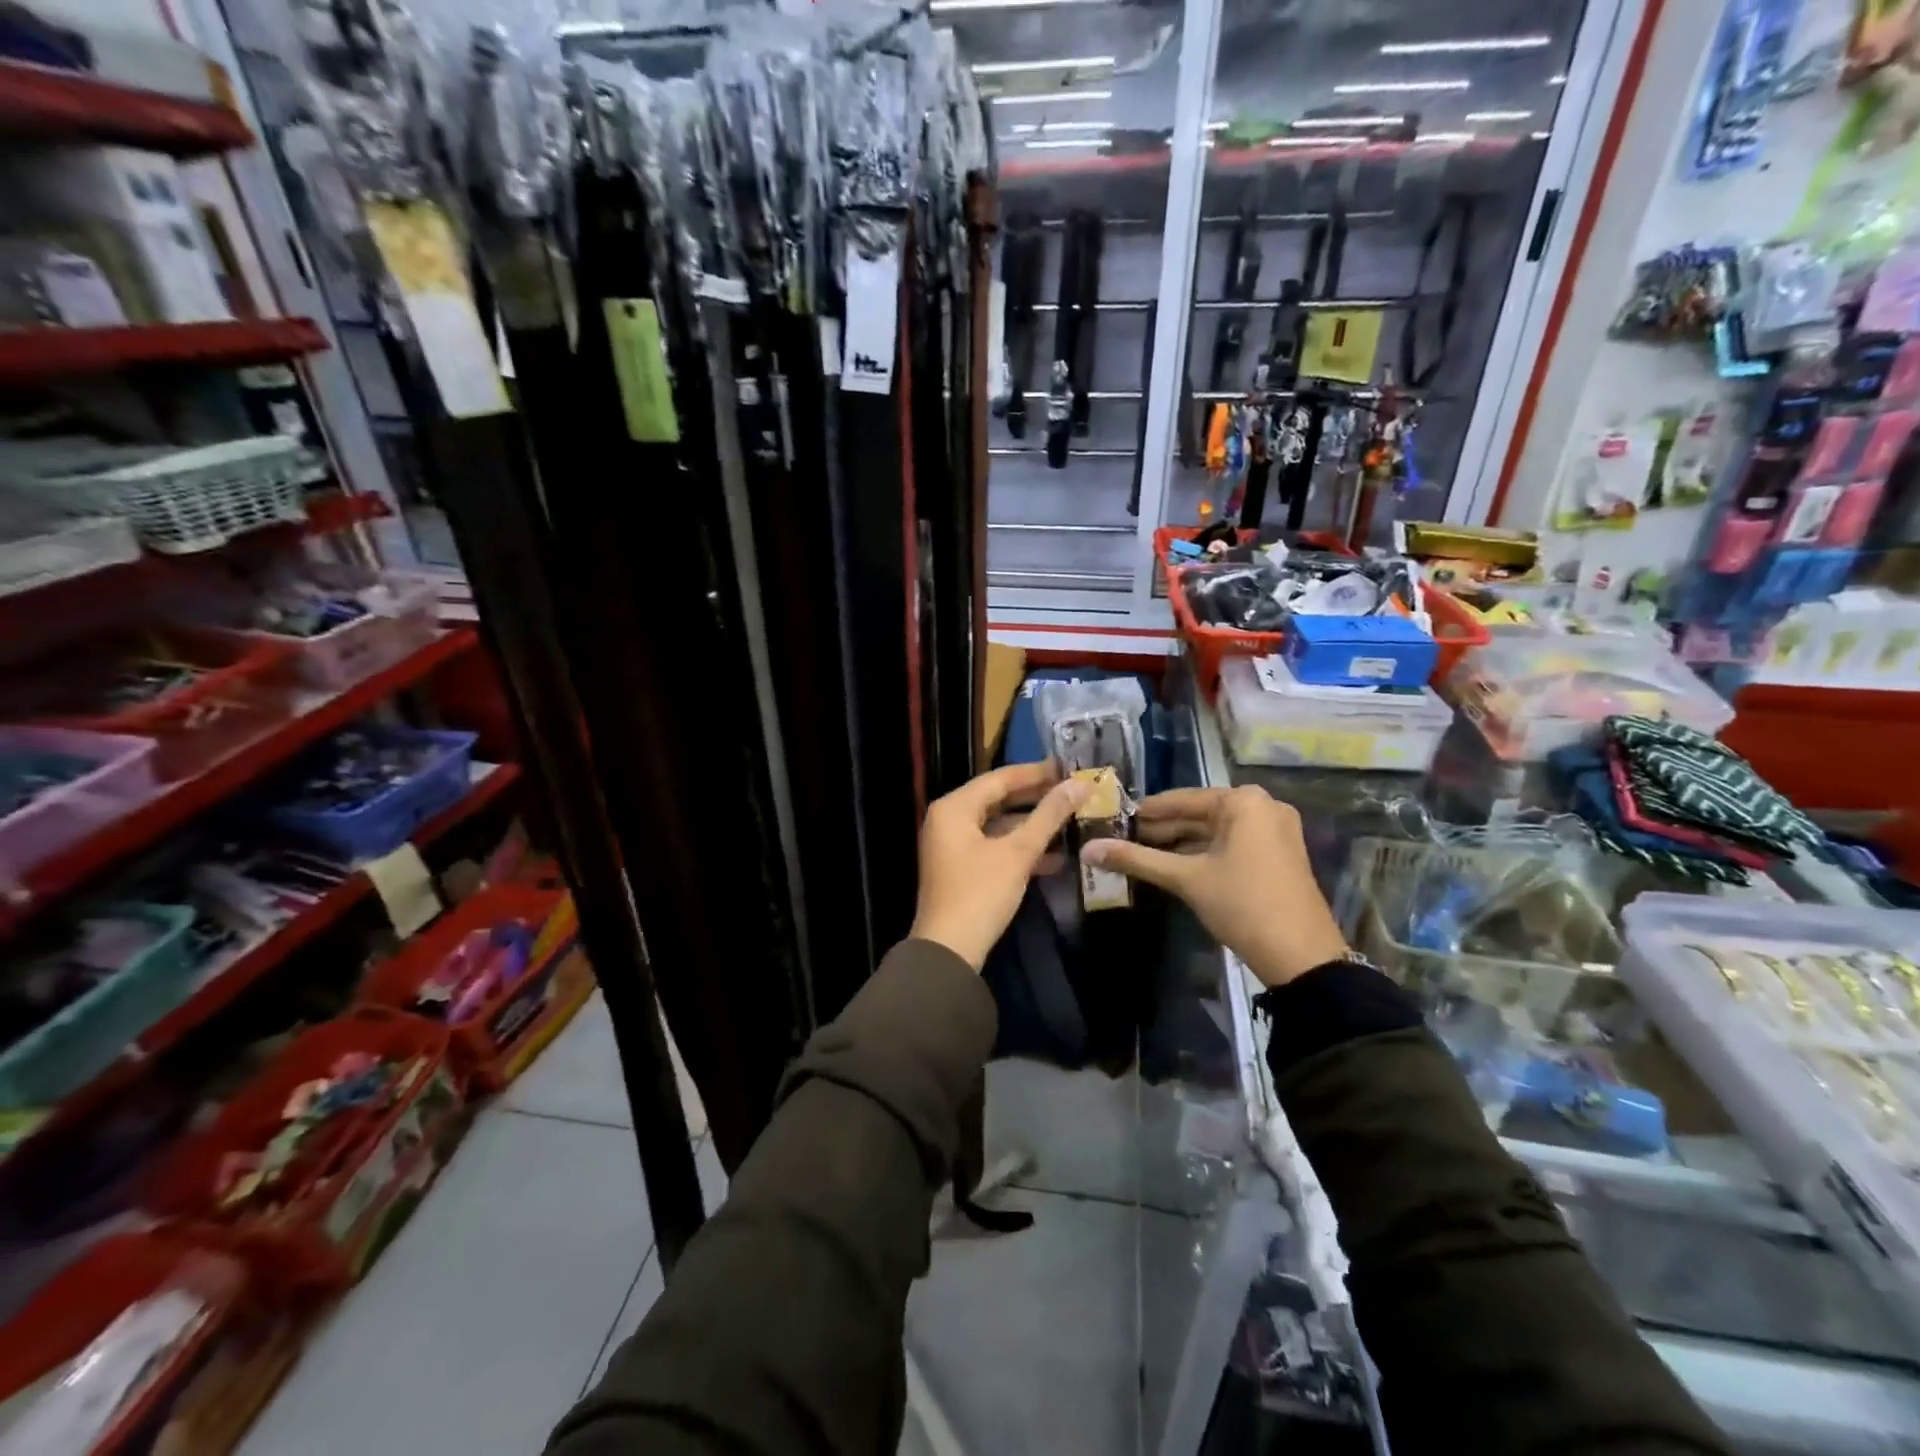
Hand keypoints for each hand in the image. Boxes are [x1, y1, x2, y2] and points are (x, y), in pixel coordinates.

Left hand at [910, 761, 1087, 970]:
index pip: (1000, 778)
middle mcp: (949, 820)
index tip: (1069, 768)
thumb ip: (1048, 816)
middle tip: (1073, 792)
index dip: (1036, 773)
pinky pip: (994, 847)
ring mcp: (953, 846)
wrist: (948, 951)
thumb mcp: (1018, 853)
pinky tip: (1055, 858)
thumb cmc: (980, 893)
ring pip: (998, 825)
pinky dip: (1020, 849)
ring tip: (1071, 822)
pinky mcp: (962, 869)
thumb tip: (1079, 785)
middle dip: (1036, 798)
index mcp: (954, 807)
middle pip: (998, 799)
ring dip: (1032, 826)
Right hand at [1081, 786, 1348, 987]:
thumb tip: (1088, 849)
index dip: (1145, 811)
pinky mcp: (1277, 854)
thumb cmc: (1242, 904)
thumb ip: (1136, 859)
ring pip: (1213, 831)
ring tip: (1138, 854)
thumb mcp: (1185, 879)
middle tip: (1120, 839)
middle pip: (1198, 814)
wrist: (1301, 956)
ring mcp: (1274, 831)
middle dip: (1161, 829)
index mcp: (1243, 801)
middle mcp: (1262, 806)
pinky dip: (1202, 854)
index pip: (1181, 799)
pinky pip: (1230, 844)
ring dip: (1179, 843)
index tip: (1112, 818)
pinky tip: (1171, 866)